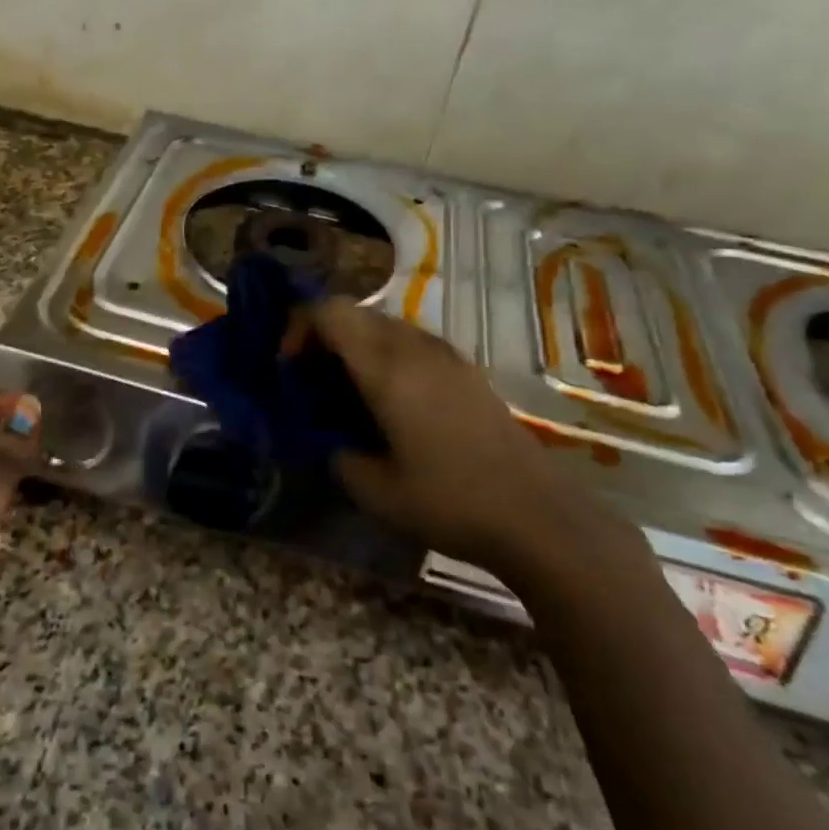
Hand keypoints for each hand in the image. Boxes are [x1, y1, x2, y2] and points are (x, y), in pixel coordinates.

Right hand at [309, 300, 578, 569]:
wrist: (538, 517)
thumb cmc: (450, 501)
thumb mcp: (374, 490)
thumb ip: (338, 455)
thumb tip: (332, 442)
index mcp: (388, 368)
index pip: (331, 312)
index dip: (299, 328)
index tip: (290, 368)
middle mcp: (417, 348)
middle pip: (357, 313)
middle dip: (324, 337)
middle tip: (312, 380)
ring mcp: (449, 356)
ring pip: (387, 326)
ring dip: (357, 346)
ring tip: (348, 392)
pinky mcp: (469, 371)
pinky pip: (413, 344)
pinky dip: (387, 357)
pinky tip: (391, 403)